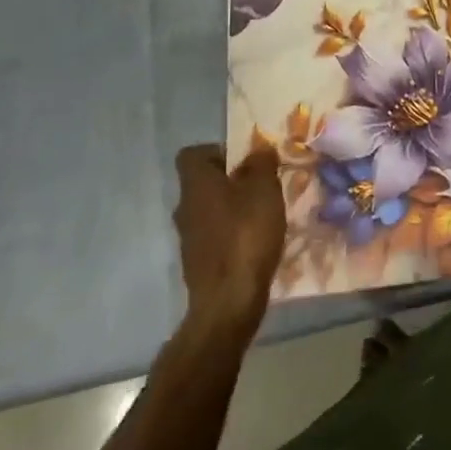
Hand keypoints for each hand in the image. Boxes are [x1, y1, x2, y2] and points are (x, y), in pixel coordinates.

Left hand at [174, 143, 285, 330]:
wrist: (228, 301)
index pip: (192, 154)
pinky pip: (216, 236)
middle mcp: (185, 207)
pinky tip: (257, 242)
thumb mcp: (264, 189)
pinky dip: (234, 234)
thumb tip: (258, 148)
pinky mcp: (198, 263)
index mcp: (195, 184)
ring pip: (211, 210)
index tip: (246, 160)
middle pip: (204, 183)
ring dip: (235, 208)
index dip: (218, 151)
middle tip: (263, 185)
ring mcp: (189, 238)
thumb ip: (261, 163)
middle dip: (232, 180)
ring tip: (265, 214)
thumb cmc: (246, 234)